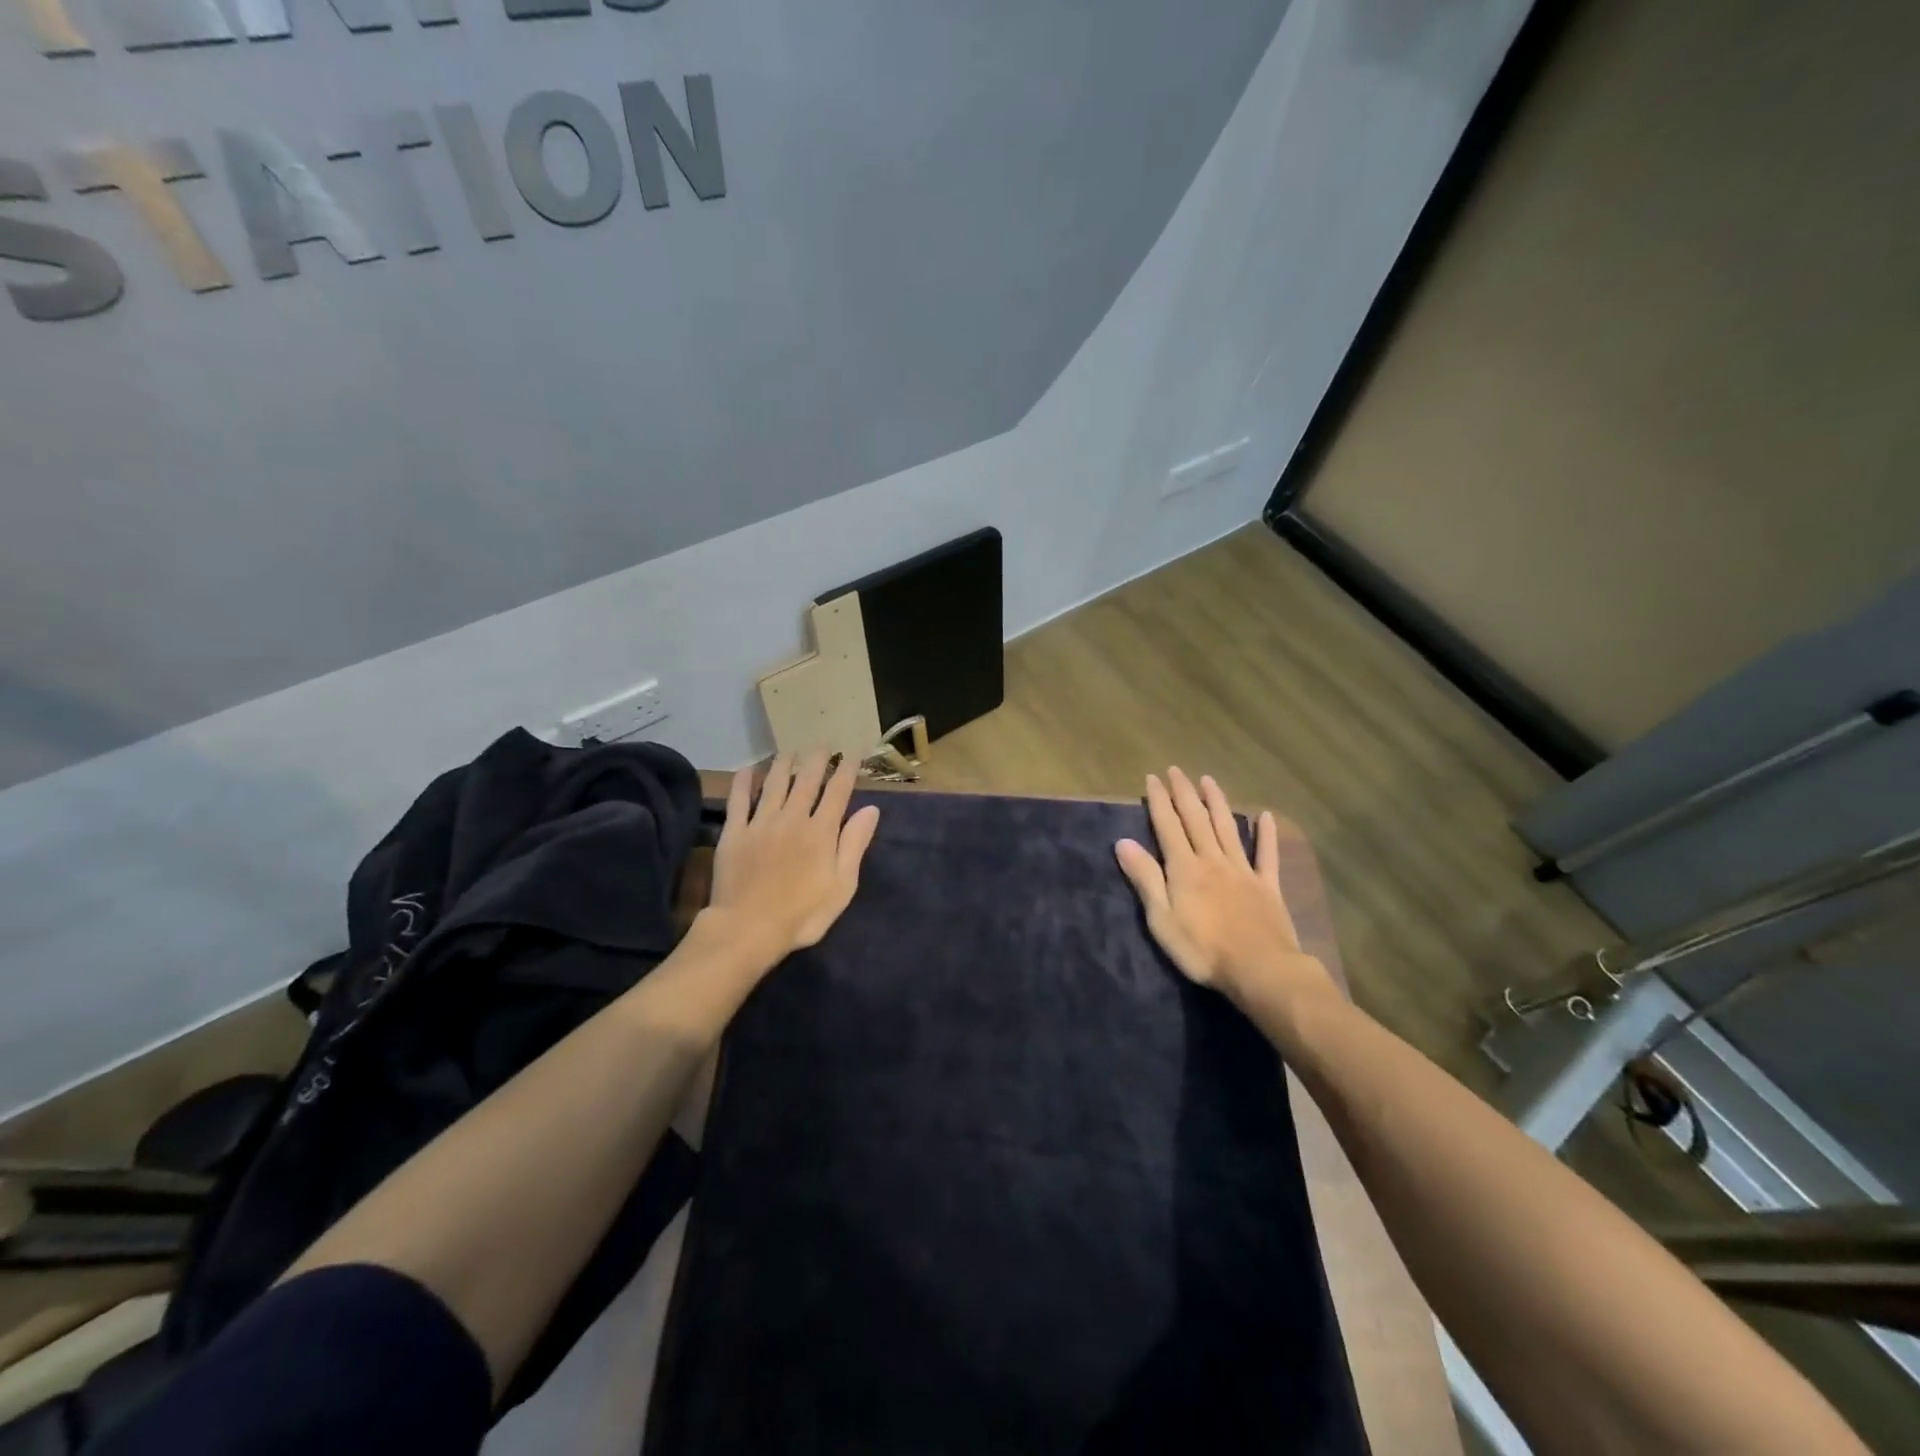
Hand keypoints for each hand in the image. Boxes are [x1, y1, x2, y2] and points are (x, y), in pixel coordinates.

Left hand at [704, 749, 880, 964]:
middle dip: (817, 760)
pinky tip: (749, 770)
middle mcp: (793, 818)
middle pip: (807, 780)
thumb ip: (855, 844)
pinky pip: (739, 800)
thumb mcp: (841, 886)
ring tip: (790, 750)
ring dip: (784, 763)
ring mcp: (761, 823)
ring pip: (774, 783)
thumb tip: (871, 809)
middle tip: (822, 745)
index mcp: (821, 831)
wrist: (748, 929)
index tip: (852, 755)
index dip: (846, 771)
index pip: (838, 792)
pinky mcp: (735, 833)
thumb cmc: (802, 914)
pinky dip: (744, 782)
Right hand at [1115, 767, 1331, 1005]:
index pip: (1168, 826)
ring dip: (1217, 803)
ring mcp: (1243, 871)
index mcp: (1184, 868)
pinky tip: (1266, 817)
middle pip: (1196, 820)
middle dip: (1184, 793)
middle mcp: (1212, 860)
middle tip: (1177, 770)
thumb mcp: (1161, 919)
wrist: (1260, 969)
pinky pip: (1267, 855)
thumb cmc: (1202, 950)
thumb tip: (1123, 842)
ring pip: (1227, 828)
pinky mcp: (1267, 887)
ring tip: (1209, 780)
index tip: (1153, 778)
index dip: (1159, 801)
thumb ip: (1145, 879)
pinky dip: (1266, 835)